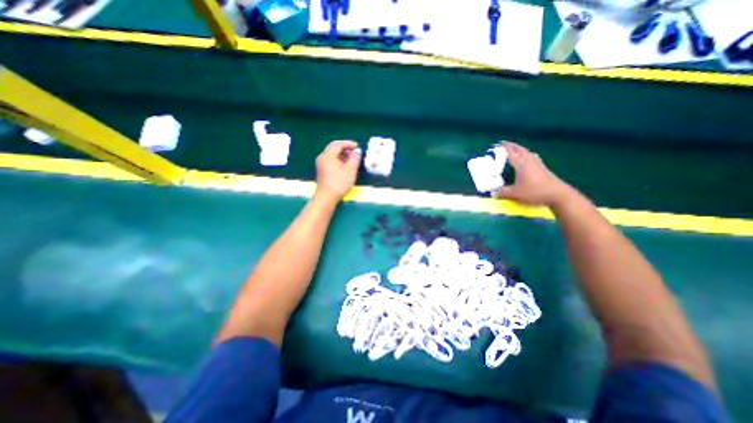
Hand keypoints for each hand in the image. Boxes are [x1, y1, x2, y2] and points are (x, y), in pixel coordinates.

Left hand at [316, 139, 360, 200]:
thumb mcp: (350, 170)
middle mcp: (322, 157)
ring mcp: (321, 164)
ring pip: (332, 154)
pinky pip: (331, 160)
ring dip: (342, 154)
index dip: (348, 143)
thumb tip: (357, 151)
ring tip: (351, 159)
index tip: (357, 146)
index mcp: (328, 155)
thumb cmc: (339, 183)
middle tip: (355, 152)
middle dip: (345, 148)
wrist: (327, 197)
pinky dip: (338, 159)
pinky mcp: (322, 170)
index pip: (338, 144)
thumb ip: (355, 158)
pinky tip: (345, 166)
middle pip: (334, 148)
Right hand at [493, 142, 574, 206]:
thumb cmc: (534, 191)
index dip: (505, 148)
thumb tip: (493, 193)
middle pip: (521, 150)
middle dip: (513, 146)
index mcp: (521, 165)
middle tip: (506, 144)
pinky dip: (527, 154)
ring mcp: (538, 164)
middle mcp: (529, 161)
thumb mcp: (515, 193)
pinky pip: (533, 157)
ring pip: (528, 152)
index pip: (511, 153)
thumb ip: (502, 192)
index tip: (500, 143)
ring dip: (521, 149)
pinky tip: (528, 157)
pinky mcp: (543, 168)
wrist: (557, 194)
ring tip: (516, 149)